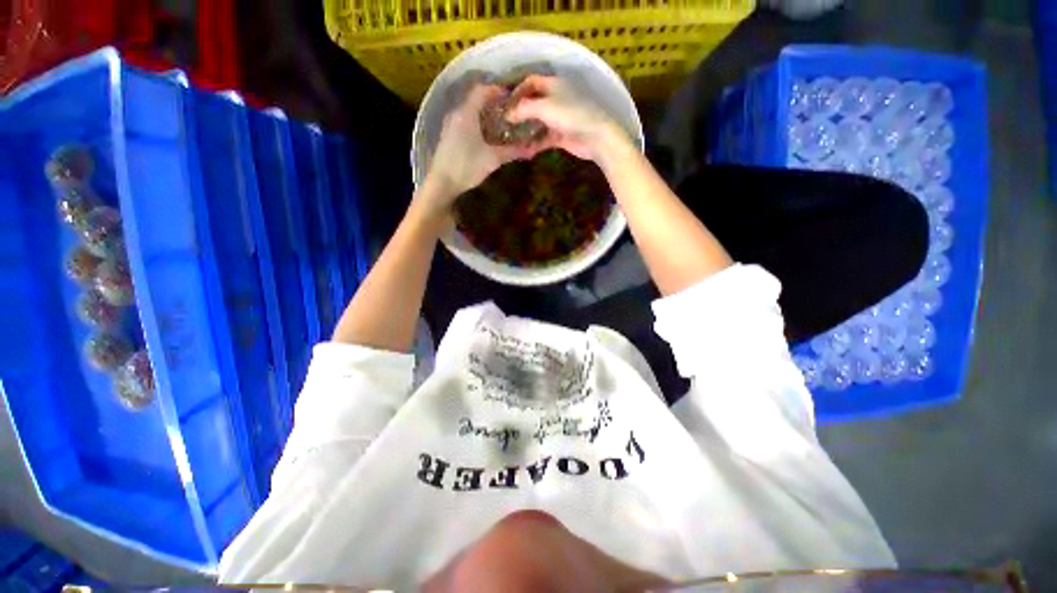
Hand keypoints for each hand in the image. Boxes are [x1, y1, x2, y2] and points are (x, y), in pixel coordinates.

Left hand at [419, 84, 532, 219]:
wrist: (442, 183)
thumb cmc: (467, 167)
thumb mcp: (493, 159)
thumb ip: (513, 151)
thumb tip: (532, 149)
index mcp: (467, 112)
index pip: (483, 90)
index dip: (499, 90)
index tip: (514, 97)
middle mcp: (457, 113)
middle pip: (476, 99)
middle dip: (494, 102)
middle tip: (510, 110)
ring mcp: (450, 124)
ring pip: (470, 111)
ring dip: (485, 113)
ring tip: (501, 122)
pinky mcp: (448, 136)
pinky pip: (465, 121)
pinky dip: (477, 122)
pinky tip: (486, 135)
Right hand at [506, 75, 628, 163]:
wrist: (595, 137)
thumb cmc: (572, 115)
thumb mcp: (545, 108)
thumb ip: (524, 109)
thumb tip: (508, 114)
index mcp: (554, 85)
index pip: (531, 82)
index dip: (517, 90)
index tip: (505, 103)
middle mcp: (556, 99)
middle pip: (533, 103)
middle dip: (519, 112)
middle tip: (505, 123)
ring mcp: (559, 118)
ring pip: (537, 122)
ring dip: (526, 130)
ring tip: (512, 139)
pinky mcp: (560, 135)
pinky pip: (543, 138)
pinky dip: (535, 143)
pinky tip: (525, 151)